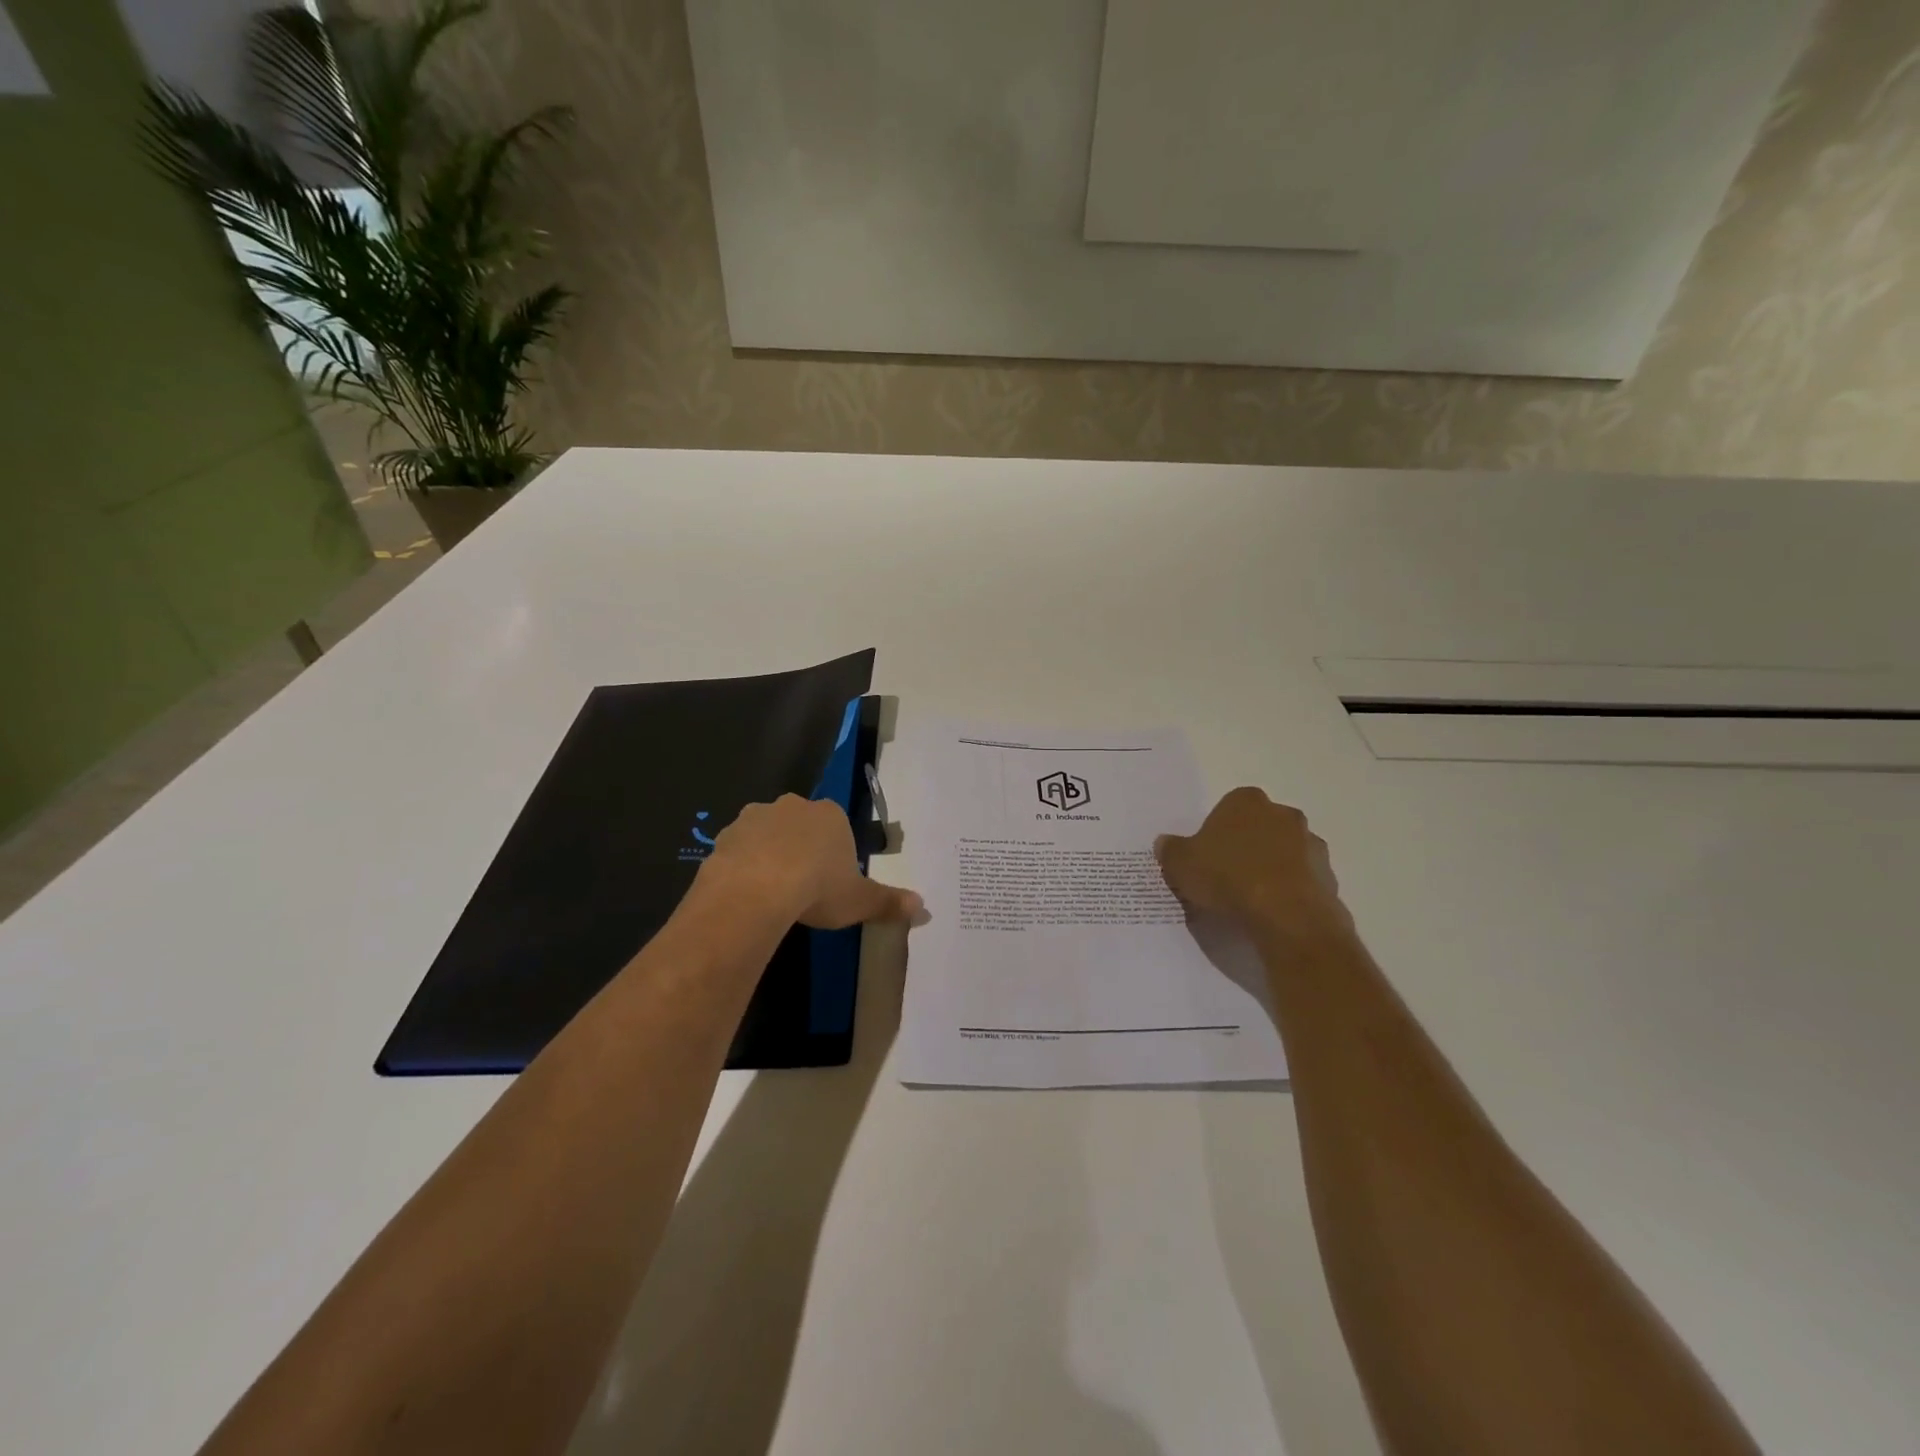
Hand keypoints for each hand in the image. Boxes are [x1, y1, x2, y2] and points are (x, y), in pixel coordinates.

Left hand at [696, 794, 922, 928]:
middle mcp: (793, 806)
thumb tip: (925, 910)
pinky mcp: (724, 834)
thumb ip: (890, 902)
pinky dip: (742, 865)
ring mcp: (755, 816)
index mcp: (830, 815)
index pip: (837, 826)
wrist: (755, 891)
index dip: (835, 852)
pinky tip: (745, 893)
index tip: (831, 880)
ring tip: (771, 893)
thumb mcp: (859, 901)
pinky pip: (738, 849)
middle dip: (801, 848)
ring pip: (767, 834)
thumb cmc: (817, 889)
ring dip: (769, 854)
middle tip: (802, 886)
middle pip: (801, 825)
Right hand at [1156, 788, 1350, 943]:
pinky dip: (1289, 891)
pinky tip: (1272, 912)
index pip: (1228, 807)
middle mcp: (1283, 814)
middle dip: (1246, 846)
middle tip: (1226, 875)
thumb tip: (1165, 843)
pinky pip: (1301, 880)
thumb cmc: (1228, 877)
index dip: (1216, 831)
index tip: (1207, 855)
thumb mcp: (1181, 864)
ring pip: (1284, 852)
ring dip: (1271, 868)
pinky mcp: (1327, 876)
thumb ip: (1171, 850)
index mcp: (1246, 801)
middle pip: (1259, 827)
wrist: (1286, 916)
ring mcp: (1311, 845)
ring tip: (1249, 899)